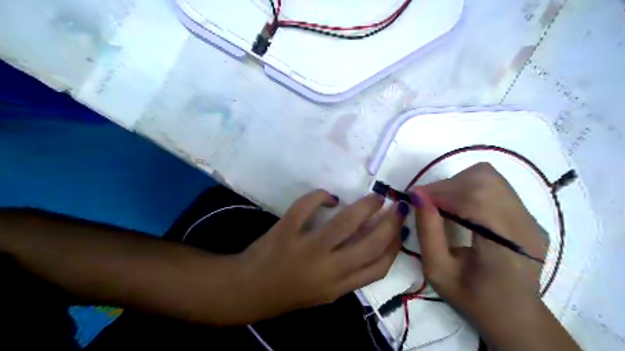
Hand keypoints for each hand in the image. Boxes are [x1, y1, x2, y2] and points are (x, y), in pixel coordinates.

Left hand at [231, 189, 408, 322]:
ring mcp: (306, 248)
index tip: (400, 230)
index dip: (395, 246)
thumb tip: (370, 243)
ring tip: (374, 197)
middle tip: (396, 207)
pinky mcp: (286, 230)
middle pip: (370, 244)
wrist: (246, 291)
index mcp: (338, 287)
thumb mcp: (323, 293)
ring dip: (364, 206)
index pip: (379, 268)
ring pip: (346, 222)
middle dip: (389, 223)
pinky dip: (321, 196)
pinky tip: (328, 197)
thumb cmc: (287, 293)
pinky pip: (308, 206)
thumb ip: (347, 274)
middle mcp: (327, 269)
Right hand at [411, 163, 581, 349]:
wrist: (514, 314)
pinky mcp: (528, 215)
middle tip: (428, 200)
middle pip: (485, 180)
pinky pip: (495, 186)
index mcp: (504, 248)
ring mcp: (530, 219)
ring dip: (459, 183)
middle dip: (448, 185)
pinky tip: (458, 205)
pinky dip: (469, 187)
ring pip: (490, 177)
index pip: (476, 199)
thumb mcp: (438, 271)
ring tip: (442, 201)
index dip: (443, 191)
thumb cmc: (472, 297)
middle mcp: (524, 226)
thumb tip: (418, 195)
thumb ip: (427, 232)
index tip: (417, 196)